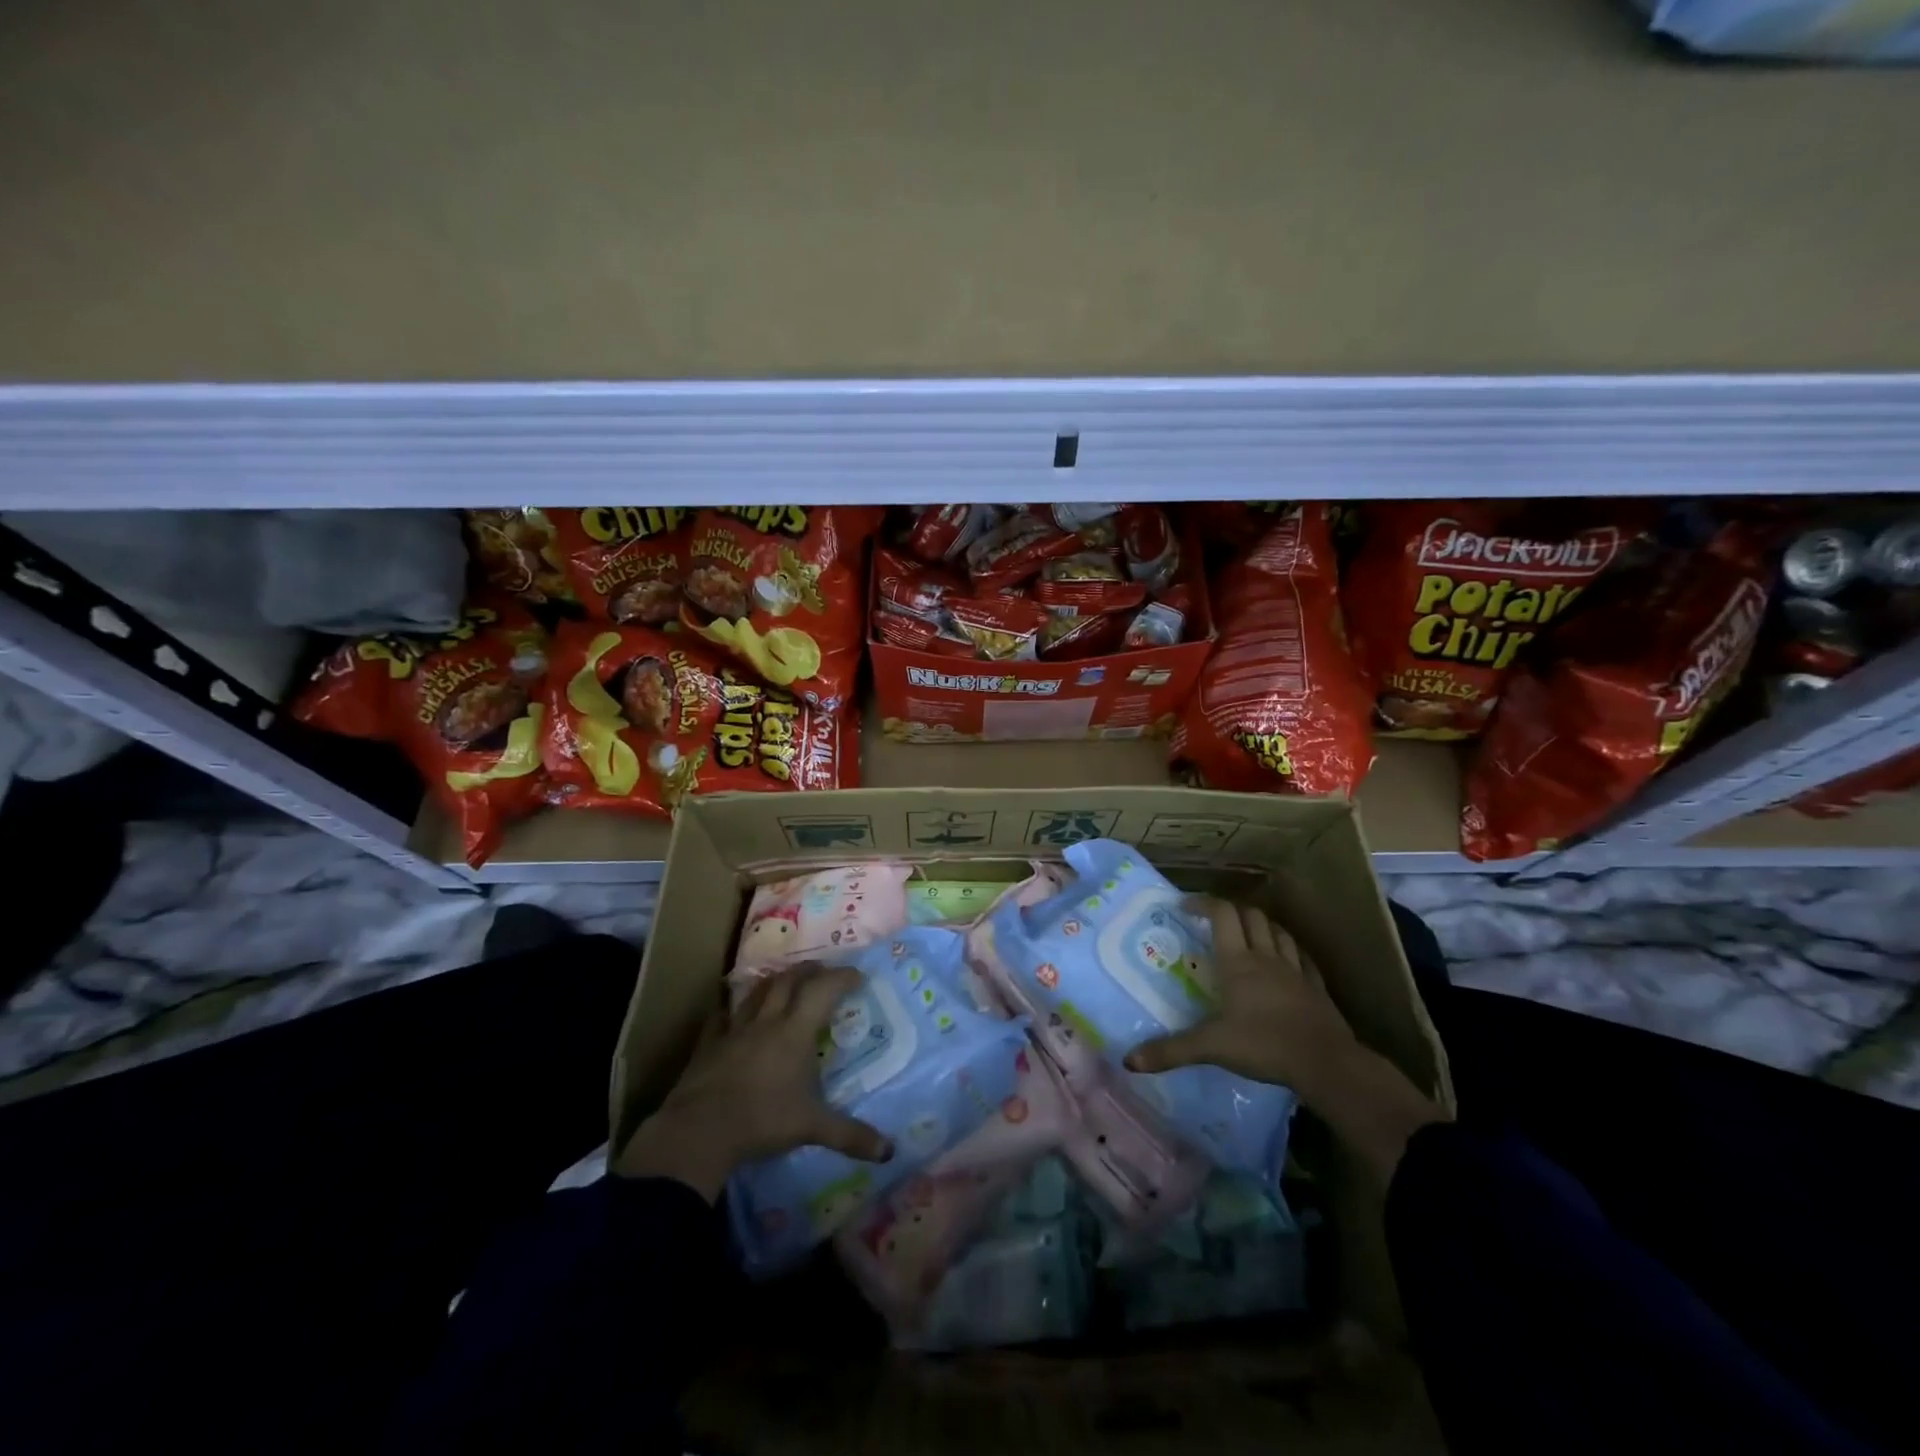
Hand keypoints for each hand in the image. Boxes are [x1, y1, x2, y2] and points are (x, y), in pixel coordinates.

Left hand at [614, 963, 892, 1200]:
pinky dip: (731, 1010)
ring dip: (774, 981)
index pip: (823, 990)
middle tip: (822, 970)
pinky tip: (732, 1012)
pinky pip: (721, 1017)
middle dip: (808, 970)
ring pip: (757, 992)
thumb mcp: (812, 1127)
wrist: (699, 1131)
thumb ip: (850, 1135)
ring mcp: (734, 1030)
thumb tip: (890, 1151)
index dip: (842, 977)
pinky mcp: (708, 1044)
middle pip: (789, 980)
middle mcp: (767, 1022)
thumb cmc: (762, 1121)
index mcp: (795, 1032)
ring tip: (785, 980)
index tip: (858, 975)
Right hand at [1125, 899, 1444, 1187]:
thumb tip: (1128, 1060)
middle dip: (1231, 910)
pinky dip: (1290, 951)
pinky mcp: (1316, 988)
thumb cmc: (1264, 1045)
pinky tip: (1287, 960)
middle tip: (1214, 920)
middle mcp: (1265, 957)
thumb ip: (1170, 1051)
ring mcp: (1295, 970)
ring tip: (1248, 934)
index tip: (1184, 906)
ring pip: (1278, 932)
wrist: (1325, 1063)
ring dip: (1261, 925)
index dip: (1203, 903)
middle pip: (1251, 916)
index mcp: (1237, 962)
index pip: (1222, 914)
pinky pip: (1302, 958)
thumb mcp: (1210, 1047)